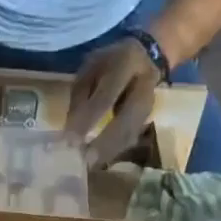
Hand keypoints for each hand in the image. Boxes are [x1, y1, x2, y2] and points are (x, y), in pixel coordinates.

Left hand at [66, 37, 158, 167]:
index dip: (89, 119)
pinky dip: (115, 151)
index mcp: (126, 64)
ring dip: (110, 152)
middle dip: (105, 143)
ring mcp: (150, 103)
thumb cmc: (109, 63)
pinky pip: (132, 138)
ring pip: (131, 132)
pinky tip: (100, 162)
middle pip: (127, 119)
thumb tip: (71, 130)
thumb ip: (81, 96)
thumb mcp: (90, 68)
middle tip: (85, 161)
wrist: (147, 55)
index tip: (71, 140)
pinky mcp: (148, 118)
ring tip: (90, 165)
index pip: (106, 96)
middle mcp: (144, 84)